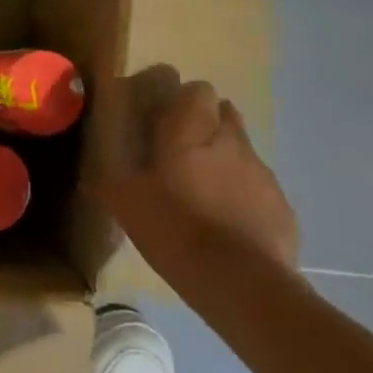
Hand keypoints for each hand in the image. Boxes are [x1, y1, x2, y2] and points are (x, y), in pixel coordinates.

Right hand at [103, 79, 298, 285]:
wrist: (241, 283)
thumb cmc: (175, 228)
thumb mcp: (126, 204)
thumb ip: (110, 180)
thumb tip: (90, 175)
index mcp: (192, 130)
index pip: (198, 89)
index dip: (185, 101)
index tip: (167, 121)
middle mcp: (231, 141)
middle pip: (225, 114)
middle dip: (208, 126)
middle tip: (184, 154)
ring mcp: (262, 173)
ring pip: (244, 151)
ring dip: (227, 162)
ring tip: (206, 194)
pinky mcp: (282, 207)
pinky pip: (260, 189)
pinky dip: (246, 197)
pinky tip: (230, 226)